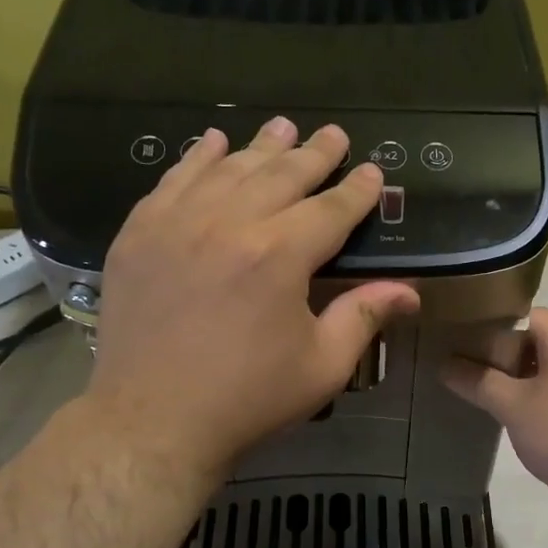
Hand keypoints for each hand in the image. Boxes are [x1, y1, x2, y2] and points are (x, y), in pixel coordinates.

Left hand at [82, 116, 419, 481]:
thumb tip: (408, 291)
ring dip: (261, 146)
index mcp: (280, 256)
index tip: (372, 172)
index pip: (330, 209)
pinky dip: (197, 158)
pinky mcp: (139, 234)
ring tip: (283, 126)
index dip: (357, 191)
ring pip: (228, 169)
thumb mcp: (321, 366)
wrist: (153, 421)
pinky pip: (173, 180)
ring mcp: (177, 223)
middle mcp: (229, 223)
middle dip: (314, 154)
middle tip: (334, 135)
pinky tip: (212, 143)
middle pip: (281, 176)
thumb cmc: (248, 398)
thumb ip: (363, 318)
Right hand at [442, 307, 547, 523]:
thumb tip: (444, 364)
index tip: (463, 337)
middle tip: (462, 364)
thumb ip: (478, 381)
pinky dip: (530, 398)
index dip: (494, 323)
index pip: (526, 315)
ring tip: (477, 389)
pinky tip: (506, 415)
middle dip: (499, 353)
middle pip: (533, 341)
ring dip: (513, 379)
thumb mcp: (512, 405)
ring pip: (542, 370)